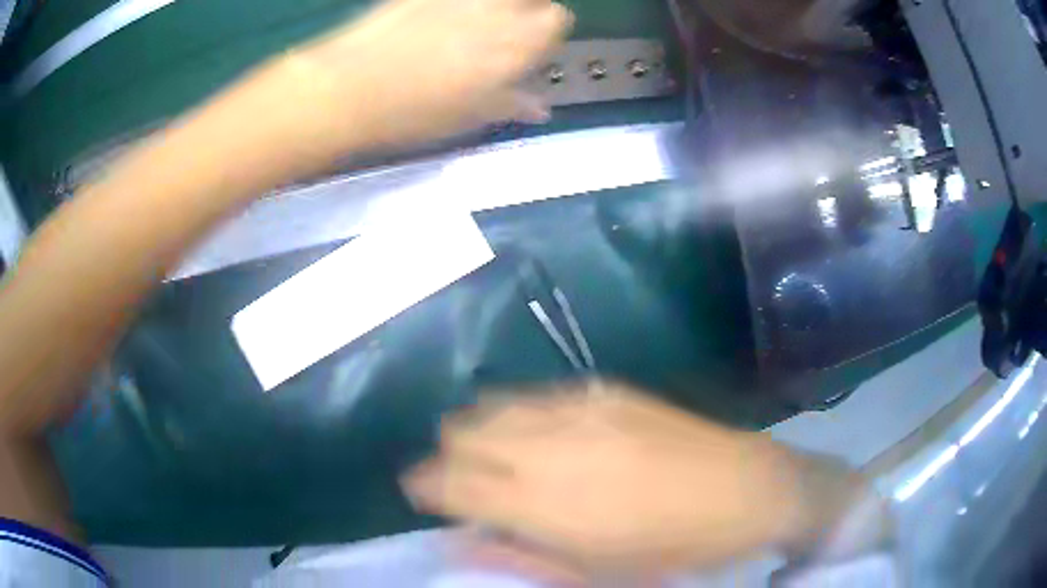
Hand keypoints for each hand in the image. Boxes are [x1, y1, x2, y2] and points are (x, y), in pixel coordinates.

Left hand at [286, 0, 572, 156]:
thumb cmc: (414, 111)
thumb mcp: (470, 117)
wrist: (349, 87)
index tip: (528, 52)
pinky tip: (433, 22)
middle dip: (526, 11)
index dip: (546, 34)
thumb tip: (539, 108)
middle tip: (501, 35)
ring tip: (468, 26)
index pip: (558, 19)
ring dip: (494, 6)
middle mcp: (495, 7)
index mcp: (517, 41)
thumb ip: (512, 103)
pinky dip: (456, 6)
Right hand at [403, 382, 877, 578]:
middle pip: (461, 431)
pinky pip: (538, 394)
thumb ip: (517, 554)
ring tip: (498, 454)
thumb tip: (459, 540)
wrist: (745, 489)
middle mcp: (548, 444)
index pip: (449, 481)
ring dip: (480, 429)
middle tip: (465, 479)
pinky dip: (521, 414)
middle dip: (449, 455)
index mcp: (541, 502)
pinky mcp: (605, 389)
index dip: (424, 484)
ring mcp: (578, 408)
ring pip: (493, 404)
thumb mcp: (592, 573)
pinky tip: (544, 435)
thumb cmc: (669, 548)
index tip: (421, 491)